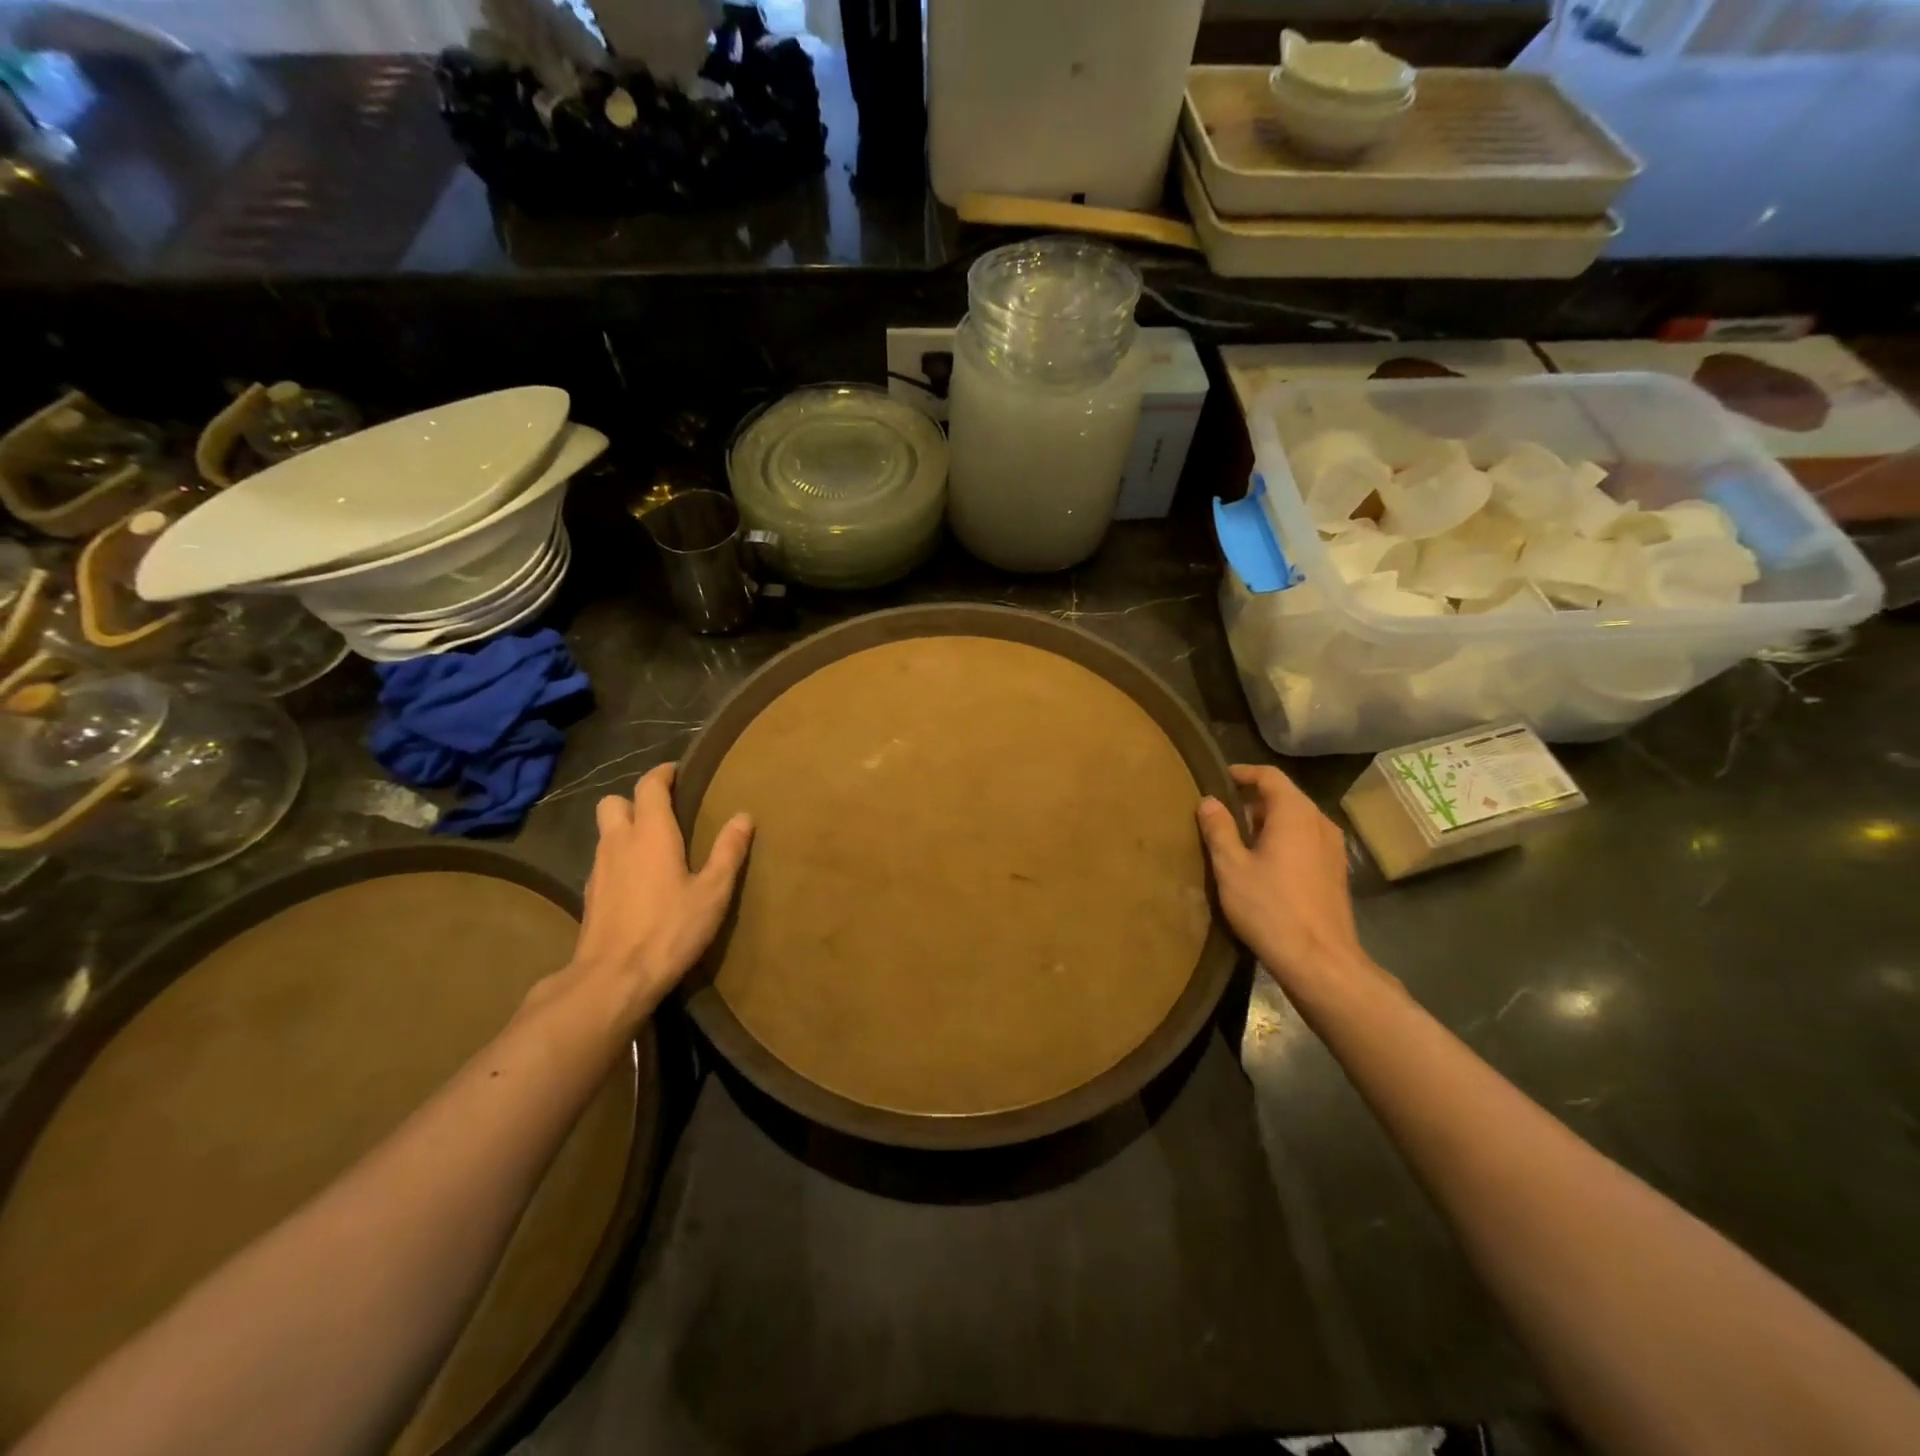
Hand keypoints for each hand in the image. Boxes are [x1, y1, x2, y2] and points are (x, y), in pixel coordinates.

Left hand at [569, 763, 753, 1018]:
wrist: (613, 979)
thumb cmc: (670, 930)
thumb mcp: (712, 892)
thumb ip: (728, 851)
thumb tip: (743, 817)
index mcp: (651, 833)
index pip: (649, 786)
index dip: (662, 774)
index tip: (677, 772)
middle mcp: (619, 842)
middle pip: (614, 802)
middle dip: (634, 799)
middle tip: (662, 811)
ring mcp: (598, 868)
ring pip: (605, 831)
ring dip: (624, 827)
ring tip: (653, 844)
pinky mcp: (589, 895)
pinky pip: (603, 860)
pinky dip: (618, 857)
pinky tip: (637, 879)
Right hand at [1196, 763, 1373, 994]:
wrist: (1320, 961)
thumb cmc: (1270, 908)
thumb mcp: (1231, 867)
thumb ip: (1219, 829)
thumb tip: (1209, 801)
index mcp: (1295, 813)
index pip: (1269, 776)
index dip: (1242, 773)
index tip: (1218, 780)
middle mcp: (1319, 822)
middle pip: (1284, 797)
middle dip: (1251, 801)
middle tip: (1220, 815)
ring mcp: (1333, 848)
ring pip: (1296, 820)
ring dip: (1267, 823)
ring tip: (1237, 841)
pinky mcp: (1335, 871)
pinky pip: (1305, 841)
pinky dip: (1282, 841)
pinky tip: (1262, 866)